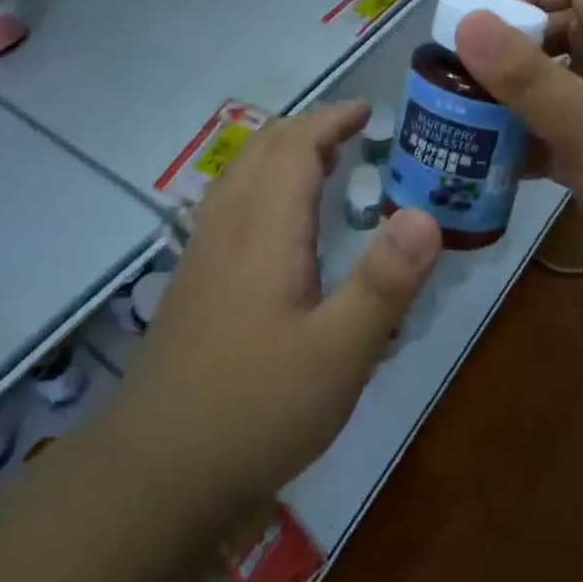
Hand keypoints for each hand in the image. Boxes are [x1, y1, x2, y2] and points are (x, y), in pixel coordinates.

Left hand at [107, 104, 442, 516]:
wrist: (156, 470)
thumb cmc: (257, 407)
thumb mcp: (339, 353)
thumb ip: (385, 283)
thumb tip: (426, 216)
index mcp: (264, 230)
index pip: (295, 148)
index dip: (331, 121)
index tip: (367, 111)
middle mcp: (226, 229)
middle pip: (261, 152)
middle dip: (306, 131)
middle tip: (352, 136)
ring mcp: (201, 256)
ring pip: (237, 177)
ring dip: (279, 156)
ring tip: (320, 167)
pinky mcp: (190, 284)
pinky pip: (226, 207)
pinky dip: (259, 187)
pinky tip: (275, 228)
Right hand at [454, 0, 582, 315]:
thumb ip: (528, 77)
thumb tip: (466, 23)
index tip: (475, 24)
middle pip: (561, 33)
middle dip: (509, 48)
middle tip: (455, 74)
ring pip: (555, 88)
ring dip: (510, 99)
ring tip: (459, 116)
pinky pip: (557, 135)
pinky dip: (524, 142)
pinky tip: (488, 162)